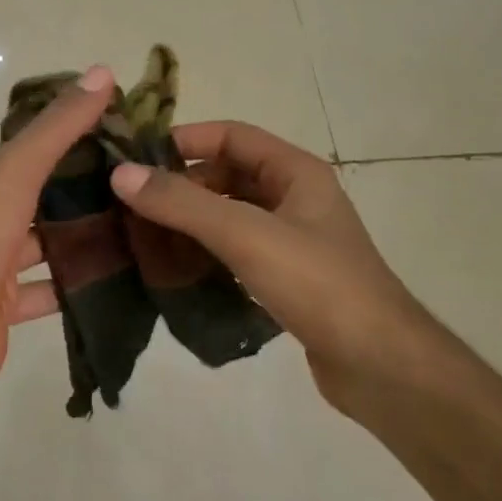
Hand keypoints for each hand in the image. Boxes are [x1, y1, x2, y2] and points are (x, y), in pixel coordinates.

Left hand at [0, 65, 114, 401]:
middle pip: (35, 197)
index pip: (26, 151)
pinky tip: (114, 274)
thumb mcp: (18, 168)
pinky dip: (73, 282)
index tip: (118, 136)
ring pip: (42, 244)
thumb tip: (102, 71)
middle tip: (135, 182)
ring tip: (134, 224)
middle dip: (79, 191)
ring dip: (78, 237)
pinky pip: (46, 288)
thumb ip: (59, 126)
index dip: (68, 140)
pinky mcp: (3, 305)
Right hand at [108, 121, 432, 418]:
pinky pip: (236, 251)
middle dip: (181, 185)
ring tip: (141, 235)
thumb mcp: (245, 234)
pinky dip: (206, 253)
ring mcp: (293, 240)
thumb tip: (121, 173)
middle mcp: (295, 197)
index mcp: (295, 171)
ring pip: (230, 215)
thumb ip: (183, 203)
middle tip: (129, 203)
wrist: (380, 365)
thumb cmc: (317, 283)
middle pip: (227, 175)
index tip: (136, 158)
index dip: (184, 140)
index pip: (231, 135)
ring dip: (190, 221)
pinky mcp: (287, 278)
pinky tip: (174, 270)